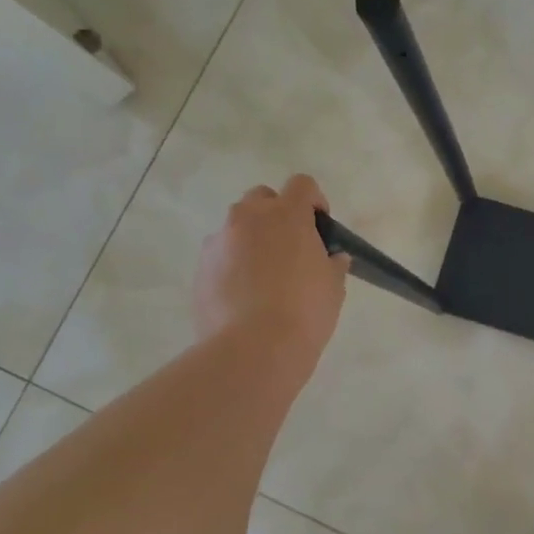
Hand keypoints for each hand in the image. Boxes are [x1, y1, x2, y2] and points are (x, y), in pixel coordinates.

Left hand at [193, 175, 348, 380]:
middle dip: (277, 214)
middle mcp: (248, 218)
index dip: (314, 201)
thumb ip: (332, 263)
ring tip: (264, 276)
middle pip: (262, 198)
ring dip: (251, 239)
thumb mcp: (333, 286)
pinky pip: (220, 256)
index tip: (320, 226)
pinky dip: (232, 265)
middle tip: (291, 247)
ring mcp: (219, 242)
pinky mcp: (200, 269)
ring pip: (237, 227)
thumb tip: (332, 257)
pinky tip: (244, 296)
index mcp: (287, 215)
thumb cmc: (305, 311)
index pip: (302, 185)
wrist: (253, 349)